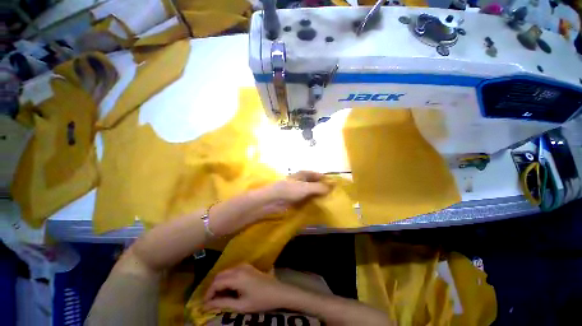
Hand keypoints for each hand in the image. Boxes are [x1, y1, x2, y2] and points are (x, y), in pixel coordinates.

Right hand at [203, 264, 292, 312]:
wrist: (278, 292)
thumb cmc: (260, 300)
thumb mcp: (241, 305)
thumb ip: (223, 303)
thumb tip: (206, 306)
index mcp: (237, 276)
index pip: (216, 283)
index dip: (208, 294)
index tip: (204, 305)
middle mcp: (239, 267)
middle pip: (220, 275)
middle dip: (213, 287)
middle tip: (210, 302)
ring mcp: (244, 265)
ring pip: (226, 272)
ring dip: (220, 282)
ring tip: (218, 297)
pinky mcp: (248, 266)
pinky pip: (233, 270)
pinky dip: (227, 278)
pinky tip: (228, 289)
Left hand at [251, 171, 330, 217]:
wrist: (272, 201)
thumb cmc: (289, 190)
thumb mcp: (306, 187)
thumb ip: (319, 187)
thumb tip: (333, 186)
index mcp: (304, 174)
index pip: (318, 175)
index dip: (326, 179)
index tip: (336, 186)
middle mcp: (301, 181)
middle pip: (315, 183)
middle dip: (323, 189)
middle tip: (334, 196)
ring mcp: (298, 190)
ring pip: (311, 192)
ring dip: (318, 196)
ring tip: (328, 202)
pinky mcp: (295, 199)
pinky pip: (307, 199)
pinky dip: (312, 202)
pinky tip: (318, 206)